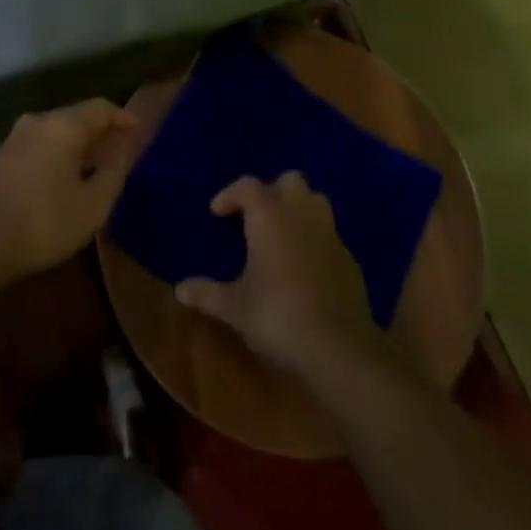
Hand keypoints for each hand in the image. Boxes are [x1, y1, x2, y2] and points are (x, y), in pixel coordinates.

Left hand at [0, 99, 142, 286]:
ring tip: (88, 168)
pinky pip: (35, 148)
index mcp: (63, 126)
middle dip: (97, 132)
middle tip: (114, 151)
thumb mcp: (91, 205)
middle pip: (74, 118)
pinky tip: (56, 182)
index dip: (121, 117)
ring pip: (52, 133)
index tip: (136, 130)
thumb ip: (112, 173)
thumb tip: (123, 149)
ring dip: (73, 146)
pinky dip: (54, 157)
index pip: (100, 108)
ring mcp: (11, 140)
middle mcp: (36, 123)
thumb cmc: (42, 221)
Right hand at [175, 172, 386, 379]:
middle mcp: (301, 214)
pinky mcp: (350, 258)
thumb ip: (206, 293)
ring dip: (298, 208)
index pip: (247, 185)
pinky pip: (330, 234)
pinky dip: (316, 239)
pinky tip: (307, 266)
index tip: (217, 213)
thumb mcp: (234, 308)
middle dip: (272, 192)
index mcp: (269, 216)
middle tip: (256, 218)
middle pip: (289, 181)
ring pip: (315, 201)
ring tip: (283, 233)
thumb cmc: (278, 317)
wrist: (339, 348)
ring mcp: (330, 233)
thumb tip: (179, 290)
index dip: (230, 194)